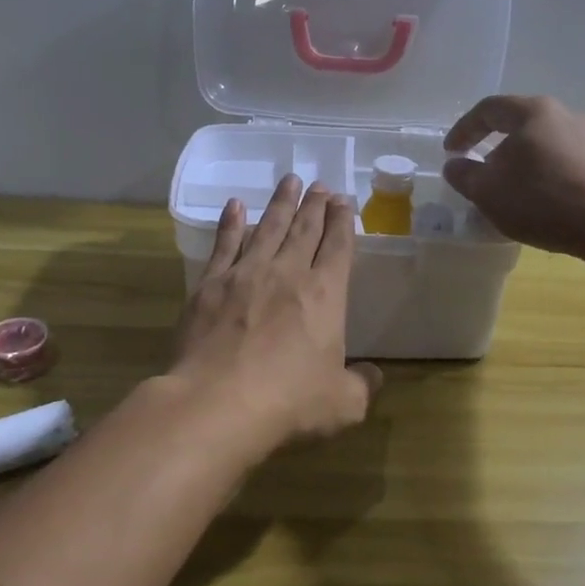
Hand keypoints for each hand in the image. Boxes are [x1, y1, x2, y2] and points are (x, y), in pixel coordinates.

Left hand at [169, 175, 382, 458]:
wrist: (217, 404)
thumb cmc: (289, 403)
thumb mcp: (343, 404)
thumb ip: (362, 385)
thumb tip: (374, 375)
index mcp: (325, 295)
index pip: (339, 247)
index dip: (343, 222)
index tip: (344, 201)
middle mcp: (288, 274)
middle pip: (305, 229)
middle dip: (315, 205)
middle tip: (320, 185)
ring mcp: (246, 275)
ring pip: (268, 228)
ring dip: (281, 203)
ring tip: (289, 181)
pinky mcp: (210, 285)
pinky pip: (224, 244)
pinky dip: (231, 223)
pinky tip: (236, 206)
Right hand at [442, 95, 584, 256]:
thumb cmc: (539, 200)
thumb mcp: (487, 191)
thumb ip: (464, 174)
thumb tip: (456, 164)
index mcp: (532, 112)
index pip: (489, 109)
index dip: (464, 129)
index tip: (451, 151)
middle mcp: (567, 115)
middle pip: (524, 123)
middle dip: (500, 145)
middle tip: (486, 169)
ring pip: (555, 141)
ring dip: (535, 158)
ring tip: (524, 184)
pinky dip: (570, 171)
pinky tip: (568, 187)